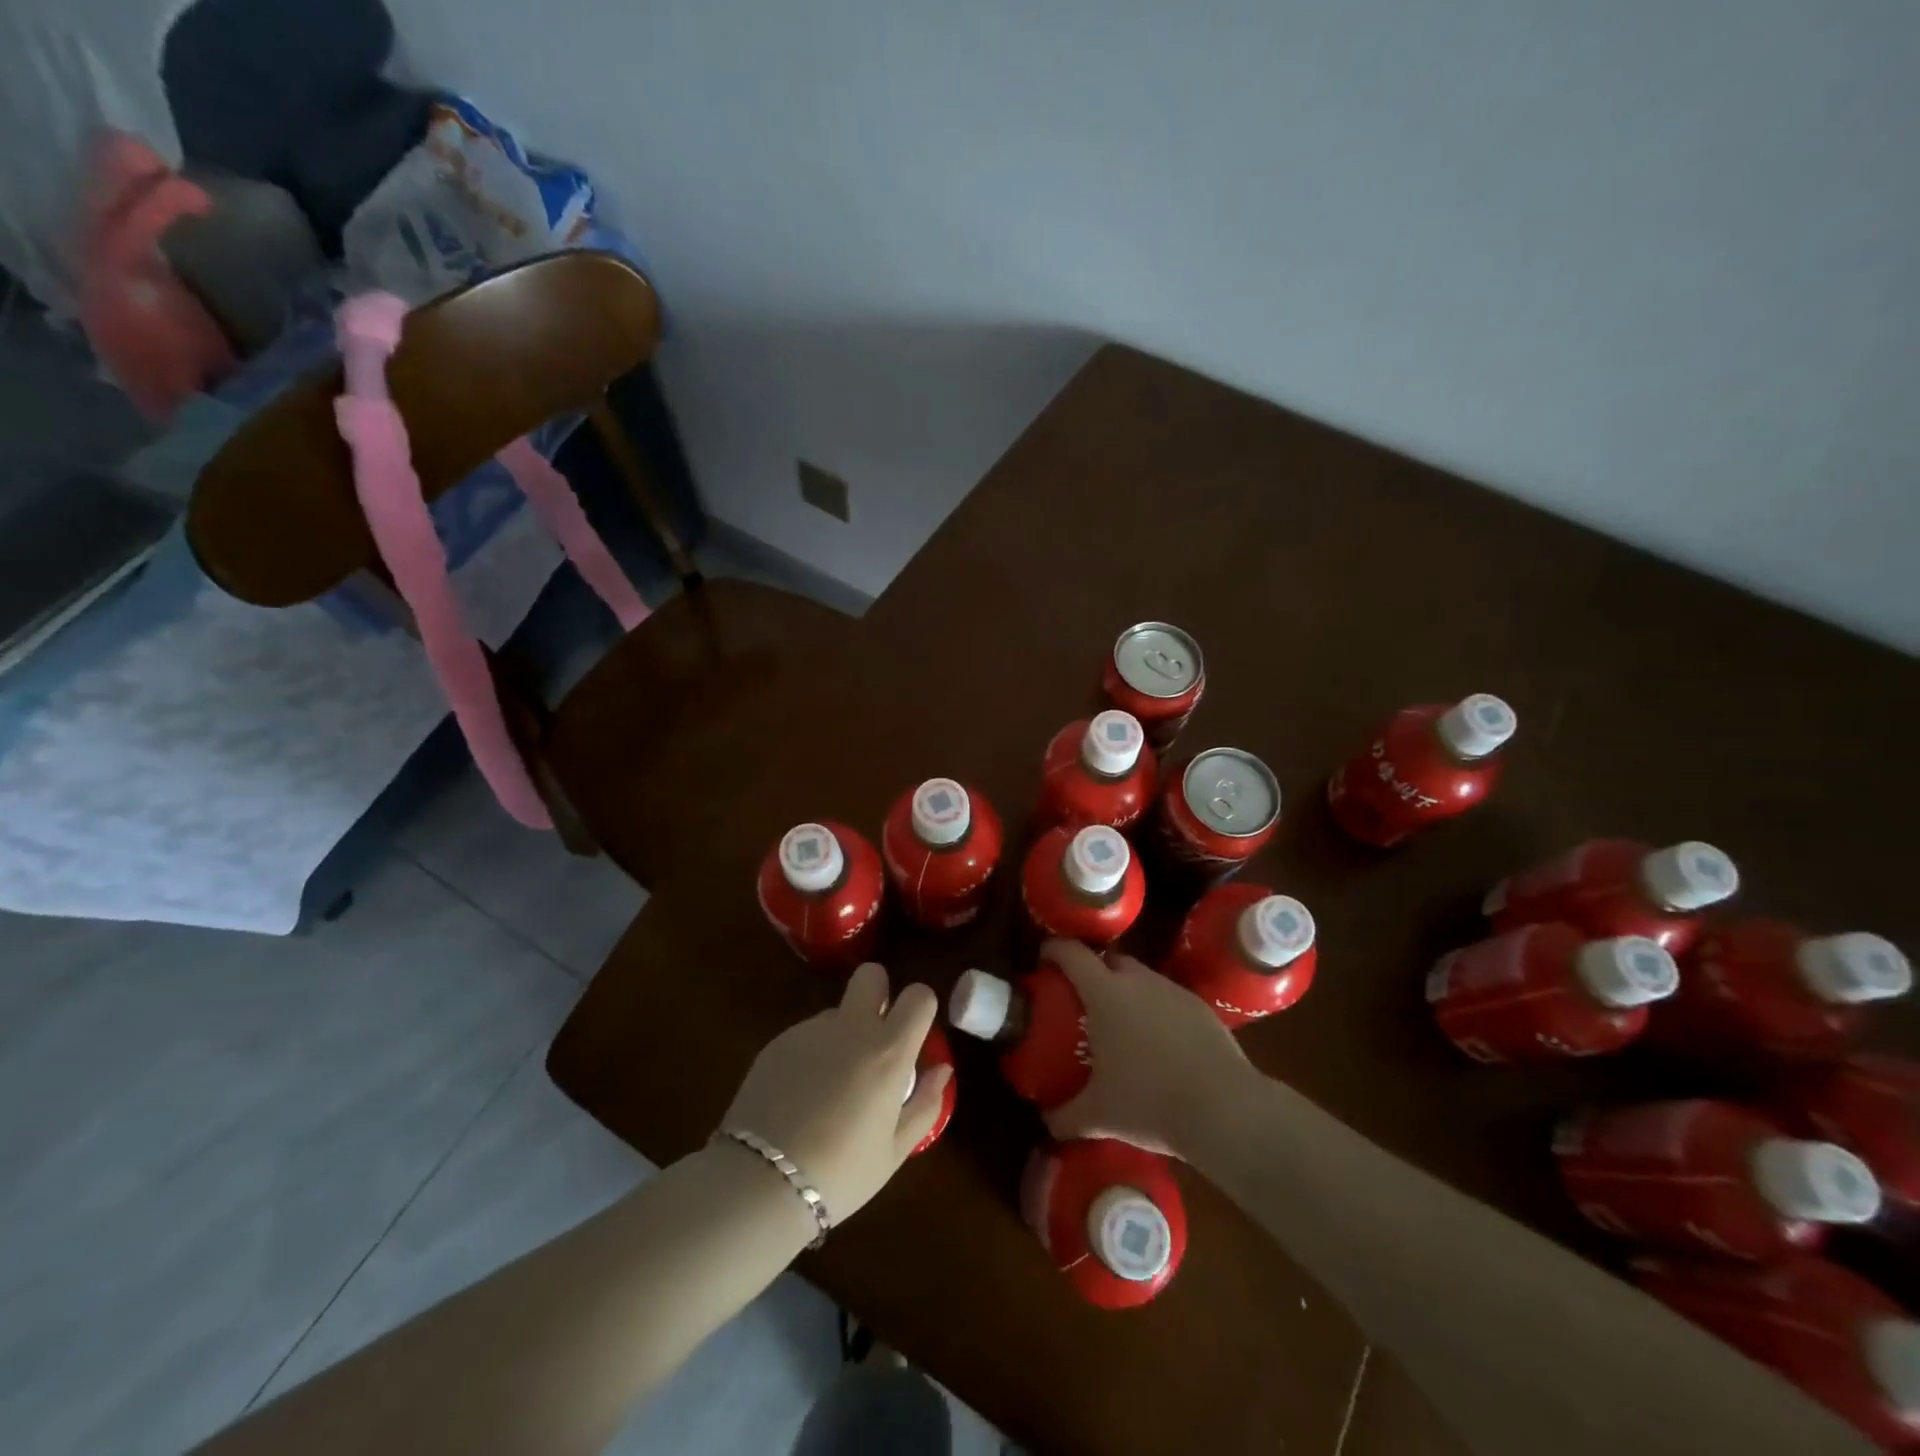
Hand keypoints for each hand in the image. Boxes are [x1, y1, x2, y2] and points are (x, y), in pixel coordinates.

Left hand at [719, 963, 950, 1228]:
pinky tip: (800, 1096)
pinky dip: (812, 1054)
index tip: (914, 1036)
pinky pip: (807, 1035)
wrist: (759, 1182)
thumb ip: (925, 1104)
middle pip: (871, 975)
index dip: (920, 1008)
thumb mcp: (894, 1151)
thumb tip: (941, 1069)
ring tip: (830, 1088)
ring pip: (837, 1012)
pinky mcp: (777, 1042)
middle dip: (879, 993)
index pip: (918, 996)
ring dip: (843, 1035)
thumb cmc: (840, 1173)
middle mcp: (851, 1028)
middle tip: (875, 1038)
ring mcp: (810, 1030)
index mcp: (887, 1051)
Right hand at [1042, 938, 1252, 1157]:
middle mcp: (1138, 981)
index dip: (1054, 949)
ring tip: (1122, 1026)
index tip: (1043, 958)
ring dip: (1127, 992)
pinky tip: (1159, 1045)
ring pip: (1141, 978)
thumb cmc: (1150, 1103)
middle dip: (1093, 972)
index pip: (1071, 953)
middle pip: (1109, 960)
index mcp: (1105, 993)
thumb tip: (1045, 1121)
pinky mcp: (1201, 1008)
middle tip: (1082, 1000)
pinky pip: (1168, 999)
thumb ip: (1064, 1116)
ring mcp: (1173, 991)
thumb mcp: (1099, 1116)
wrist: (1226, 1110)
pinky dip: (1156, 1012)